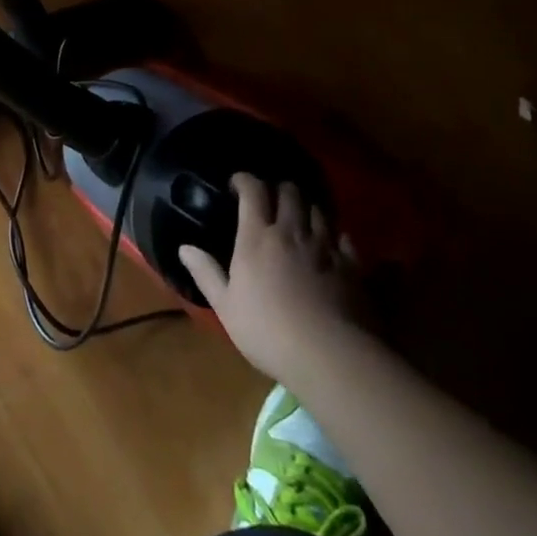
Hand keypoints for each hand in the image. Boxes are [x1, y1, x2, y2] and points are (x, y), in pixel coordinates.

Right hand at [178, 175, 369, 383]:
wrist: (330, 355)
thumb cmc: (269, 331)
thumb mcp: (226, 307)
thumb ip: (206, 273)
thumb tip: (184, 247)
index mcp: (257, 237)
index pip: (253, 190)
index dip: (245, 180)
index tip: (237, 184)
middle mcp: (292, 231)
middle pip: (289, 192)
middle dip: (278, 189)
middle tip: (270, 200)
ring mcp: (325, 245)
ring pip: (317, 208)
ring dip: (306, 208)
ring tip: (300, 218)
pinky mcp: (352, 264)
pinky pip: (343, 236)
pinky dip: (334, 234)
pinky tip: (331, 244)